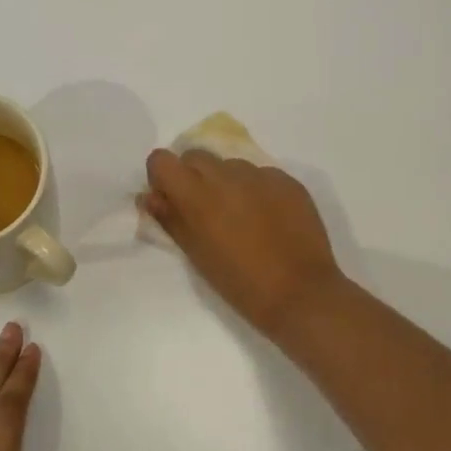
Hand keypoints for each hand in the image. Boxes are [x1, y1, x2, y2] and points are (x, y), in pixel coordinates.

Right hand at [140, 150, 345, 334]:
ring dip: (227, 182)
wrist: (301, 294)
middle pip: (195, 156)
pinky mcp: (287, 180)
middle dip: (193, 176)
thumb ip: (170, 219)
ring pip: (230, 165)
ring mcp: (261, 174)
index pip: (162, 159)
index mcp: (198, 195)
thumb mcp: (197, 255)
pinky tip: (269, 219)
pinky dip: (257, 190)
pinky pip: (261, 175)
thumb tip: (150, 197)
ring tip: (242, 217)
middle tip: (205, 210)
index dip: (162, 177)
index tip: (171, 199)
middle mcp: (227, 174)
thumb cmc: (241, 283)